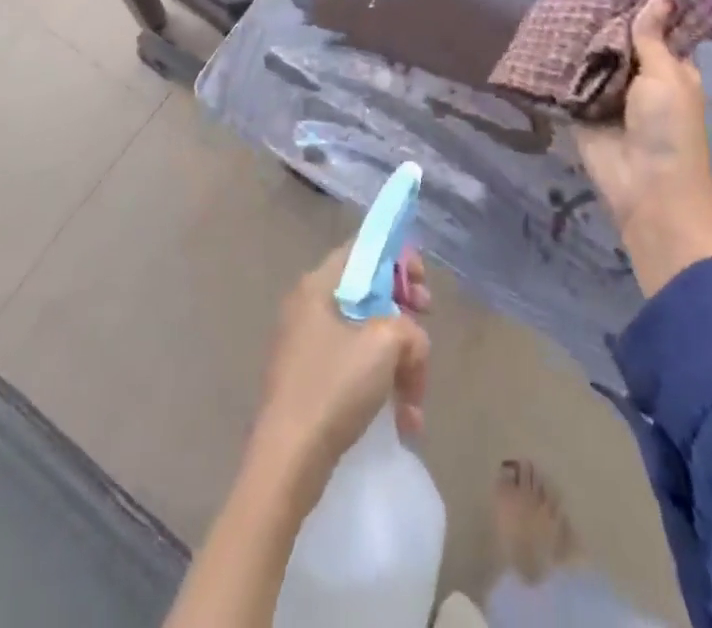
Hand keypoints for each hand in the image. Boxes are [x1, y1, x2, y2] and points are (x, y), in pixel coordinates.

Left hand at [247, 241, 433, 504]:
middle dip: (404, 312)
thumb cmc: (333, 387)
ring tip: (416, 398)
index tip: (421, 284)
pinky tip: (403, 420)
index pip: (363, 248)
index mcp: (319, 285)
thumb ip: (409, 329)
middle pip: (368, 292)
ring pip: (366, 336)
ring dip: (399, 360)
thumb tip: (410, 343)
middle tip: (425, 326)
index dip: (398, 257)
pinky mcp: (310, 382)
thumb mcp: (385, 344)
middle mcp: (309, 308)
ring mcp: (307, 347)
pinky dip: (381, 385)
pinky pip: (355, 368)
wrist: (286, 464)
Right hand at [577, 0, 711, 296]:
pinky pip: (568, 80)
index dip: (644, 4)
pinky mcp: (581, 109)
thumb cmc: (669, 129)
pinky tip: (540, 32)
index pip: (657, 28)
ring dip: (579, 36)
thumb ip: (653, 38)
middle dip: (603, 16)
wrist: (646, 190)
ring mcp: (608, 93)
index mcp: (670, 67)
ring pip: (592, 57)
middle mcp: (639, 77)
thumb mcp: (668, 77)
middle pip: (620, 39)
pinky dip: (558, 62)